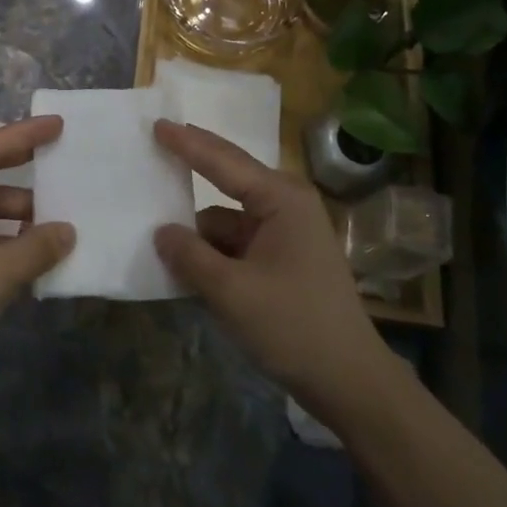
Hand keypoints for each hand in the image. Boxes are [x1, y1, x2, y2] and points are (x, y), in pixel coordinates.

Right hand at [153, 120, 384, 417]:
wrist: (350, 382)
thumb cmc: (293, 326)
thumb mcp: (232, 292)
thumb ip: (191, 256)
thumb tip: (161, 231)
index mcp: (281, 199)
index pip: (223, 161)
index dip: (187, 143)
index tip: (157, 124)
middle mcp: (286, 204)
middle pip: (228, 178)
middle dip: (193, 166)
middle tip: (156, 144)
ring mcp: (286, 232)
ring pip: (228, 218)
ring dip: (198, 228)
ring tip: (155, 226)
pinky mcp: (283, 258)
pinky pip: (237, 242)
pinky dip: (212, 250)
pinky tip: (185, 263)